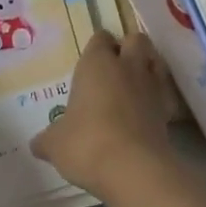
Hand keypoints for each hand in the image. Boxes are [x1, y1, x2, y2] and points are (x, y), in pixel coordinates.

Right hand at [32, 33, 172, 199]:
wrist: (133, 168)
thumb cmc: (86, 144)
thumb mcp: (55, 144)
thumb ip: (47, 139)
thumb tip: (37, 144)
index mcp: (97, 63)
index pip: (100, 38)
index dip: (97, 47)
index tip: (90, 61)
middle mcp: (127, 66)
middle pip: (135, 39)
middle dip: (128, 48)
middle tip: (115, 68)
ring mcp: (151, 86)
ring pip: (155, 61)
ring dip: (147, 68)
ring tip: (134, 86)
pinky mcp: (168, 109)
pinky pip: (166, 93)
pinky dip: (159, 98)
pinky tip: (148, 112)